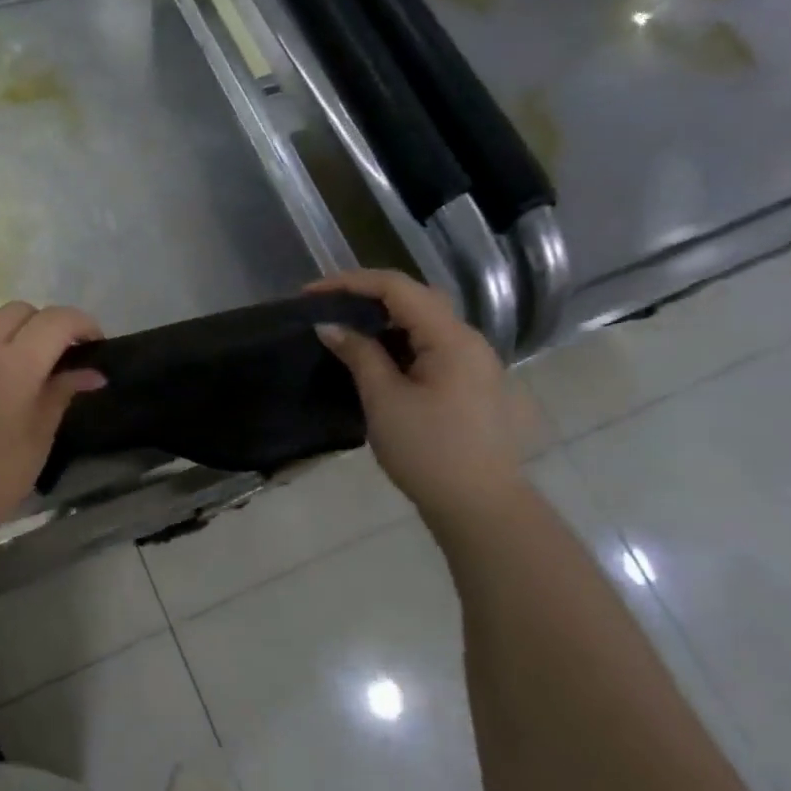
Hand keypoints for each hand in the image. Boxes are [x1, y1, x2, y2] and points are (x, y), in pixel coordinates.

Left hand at [0, 299, 105, 550]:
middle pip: (23, 313)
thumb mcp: (36, 442)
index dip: (82, 324)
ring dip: (10, 330)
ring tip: (18, 359)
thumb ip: (60, 396)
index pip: (57, 321)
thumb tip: (91, 372)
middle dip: (49, 328)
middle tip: (59, 360)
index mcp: (16, 365)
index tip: (94, 345)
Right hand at [310, 271, 522, 514]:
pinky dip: (399, 342)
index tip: (311, 294)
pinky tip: (374, 358)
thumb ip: (358, 354)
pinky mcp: (470, 384)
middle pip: (415, 299)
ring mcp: (474, 363)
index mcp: (452, 338)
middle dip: (367, 297)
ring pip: (424, 324)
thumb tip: (329, 325)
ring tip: (343, 330)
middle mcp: (469, 341)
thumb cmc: (428, 451)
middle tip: (325, 307)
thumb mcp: (384, 400)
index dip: (351, 283)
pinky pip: (431, 347)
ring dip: (383, 320)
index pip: (398, 288)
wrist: (480, 507)